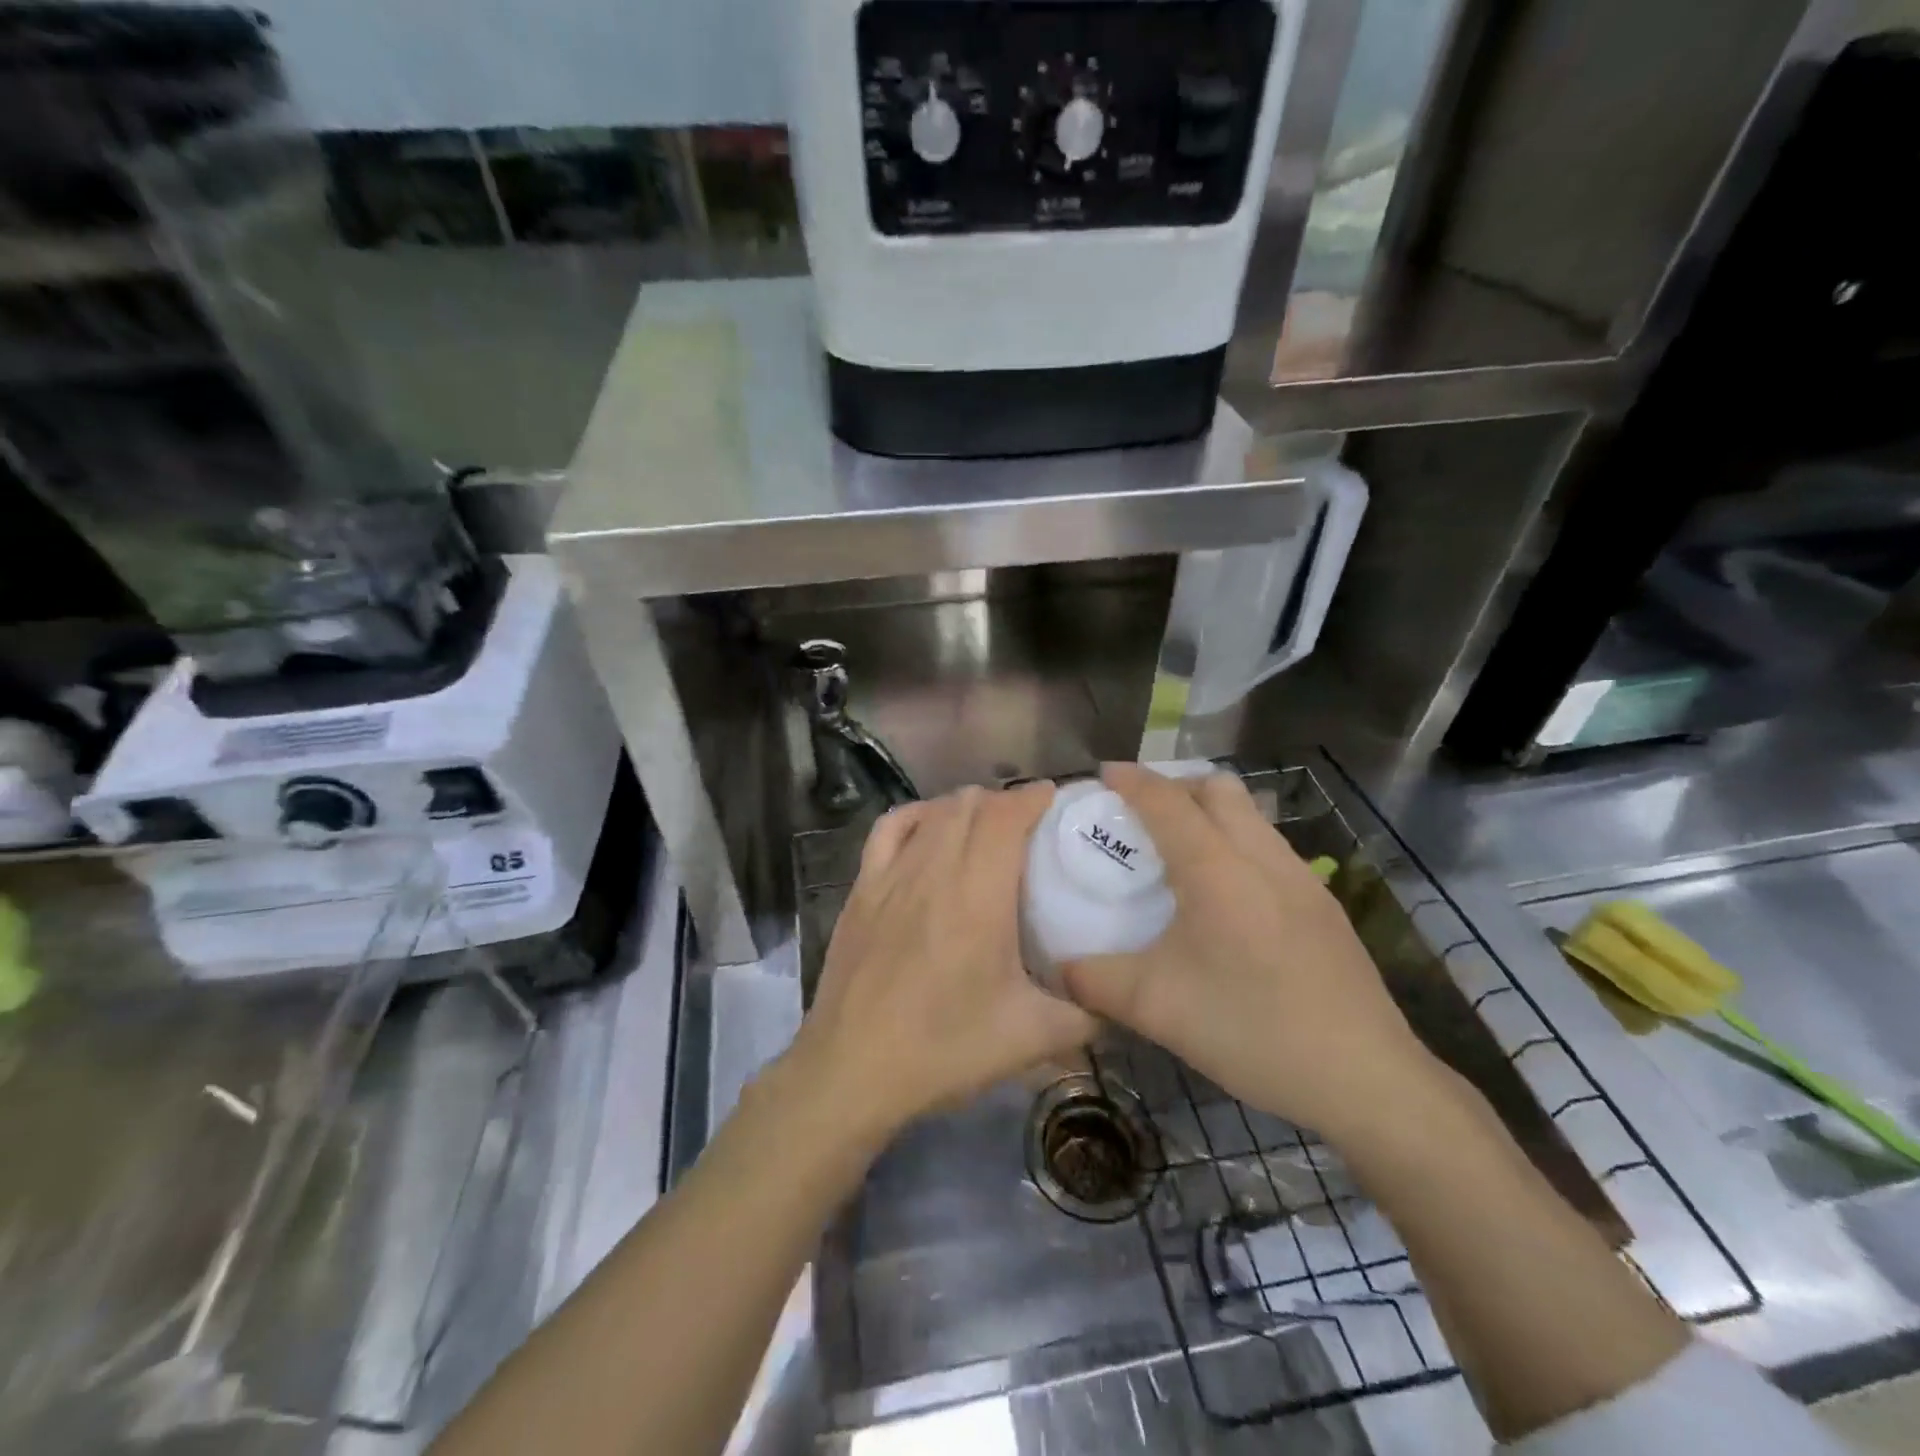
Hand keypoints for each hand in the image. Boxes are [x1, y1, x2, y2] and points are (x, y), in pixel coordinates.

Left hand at [785, 782, 1096, 1137]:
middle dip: (1004, 802)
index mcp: (978, 894)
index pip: (1005, 815)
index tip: (1057, 801)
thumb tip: (1119, 1005)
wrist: (852, 1069)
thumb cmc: (944, 1048)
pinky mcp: (861, 889)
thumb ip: (1087, 1017)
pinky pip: (889, 828)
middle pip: (970, 805)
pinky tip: (929, 828)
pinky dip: (916, 816)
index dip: (1033, 797)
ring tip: (986, 825)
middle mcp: (933, 869)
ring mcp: (890, 875)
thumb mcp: (1032, 1038)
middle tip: (1030, 826)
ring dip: (965, 806)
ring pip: (932, 812)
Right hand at [1060, 763, 1435, 1142]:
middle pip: (1217, 788)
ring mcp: (1301, 878)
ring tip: (1179, 851)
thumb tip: (1058, 969)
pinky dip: (1236, 842)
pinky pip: (1269, 846)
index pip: (1167, 801)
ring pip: (1250, 815)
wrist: (1365, 1078)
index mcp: (1217, 870)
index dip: (1132, 780)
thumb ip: (1095, 982)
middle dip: (1175, 785)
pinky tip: (1226, 896)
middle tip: (1141, 814)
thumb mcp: (1156, 1008)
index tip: (1104, 773)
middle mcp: (1261, 857)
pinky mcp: (1323, 904)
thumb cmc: (1252, 1030)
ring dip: (1210, 812)